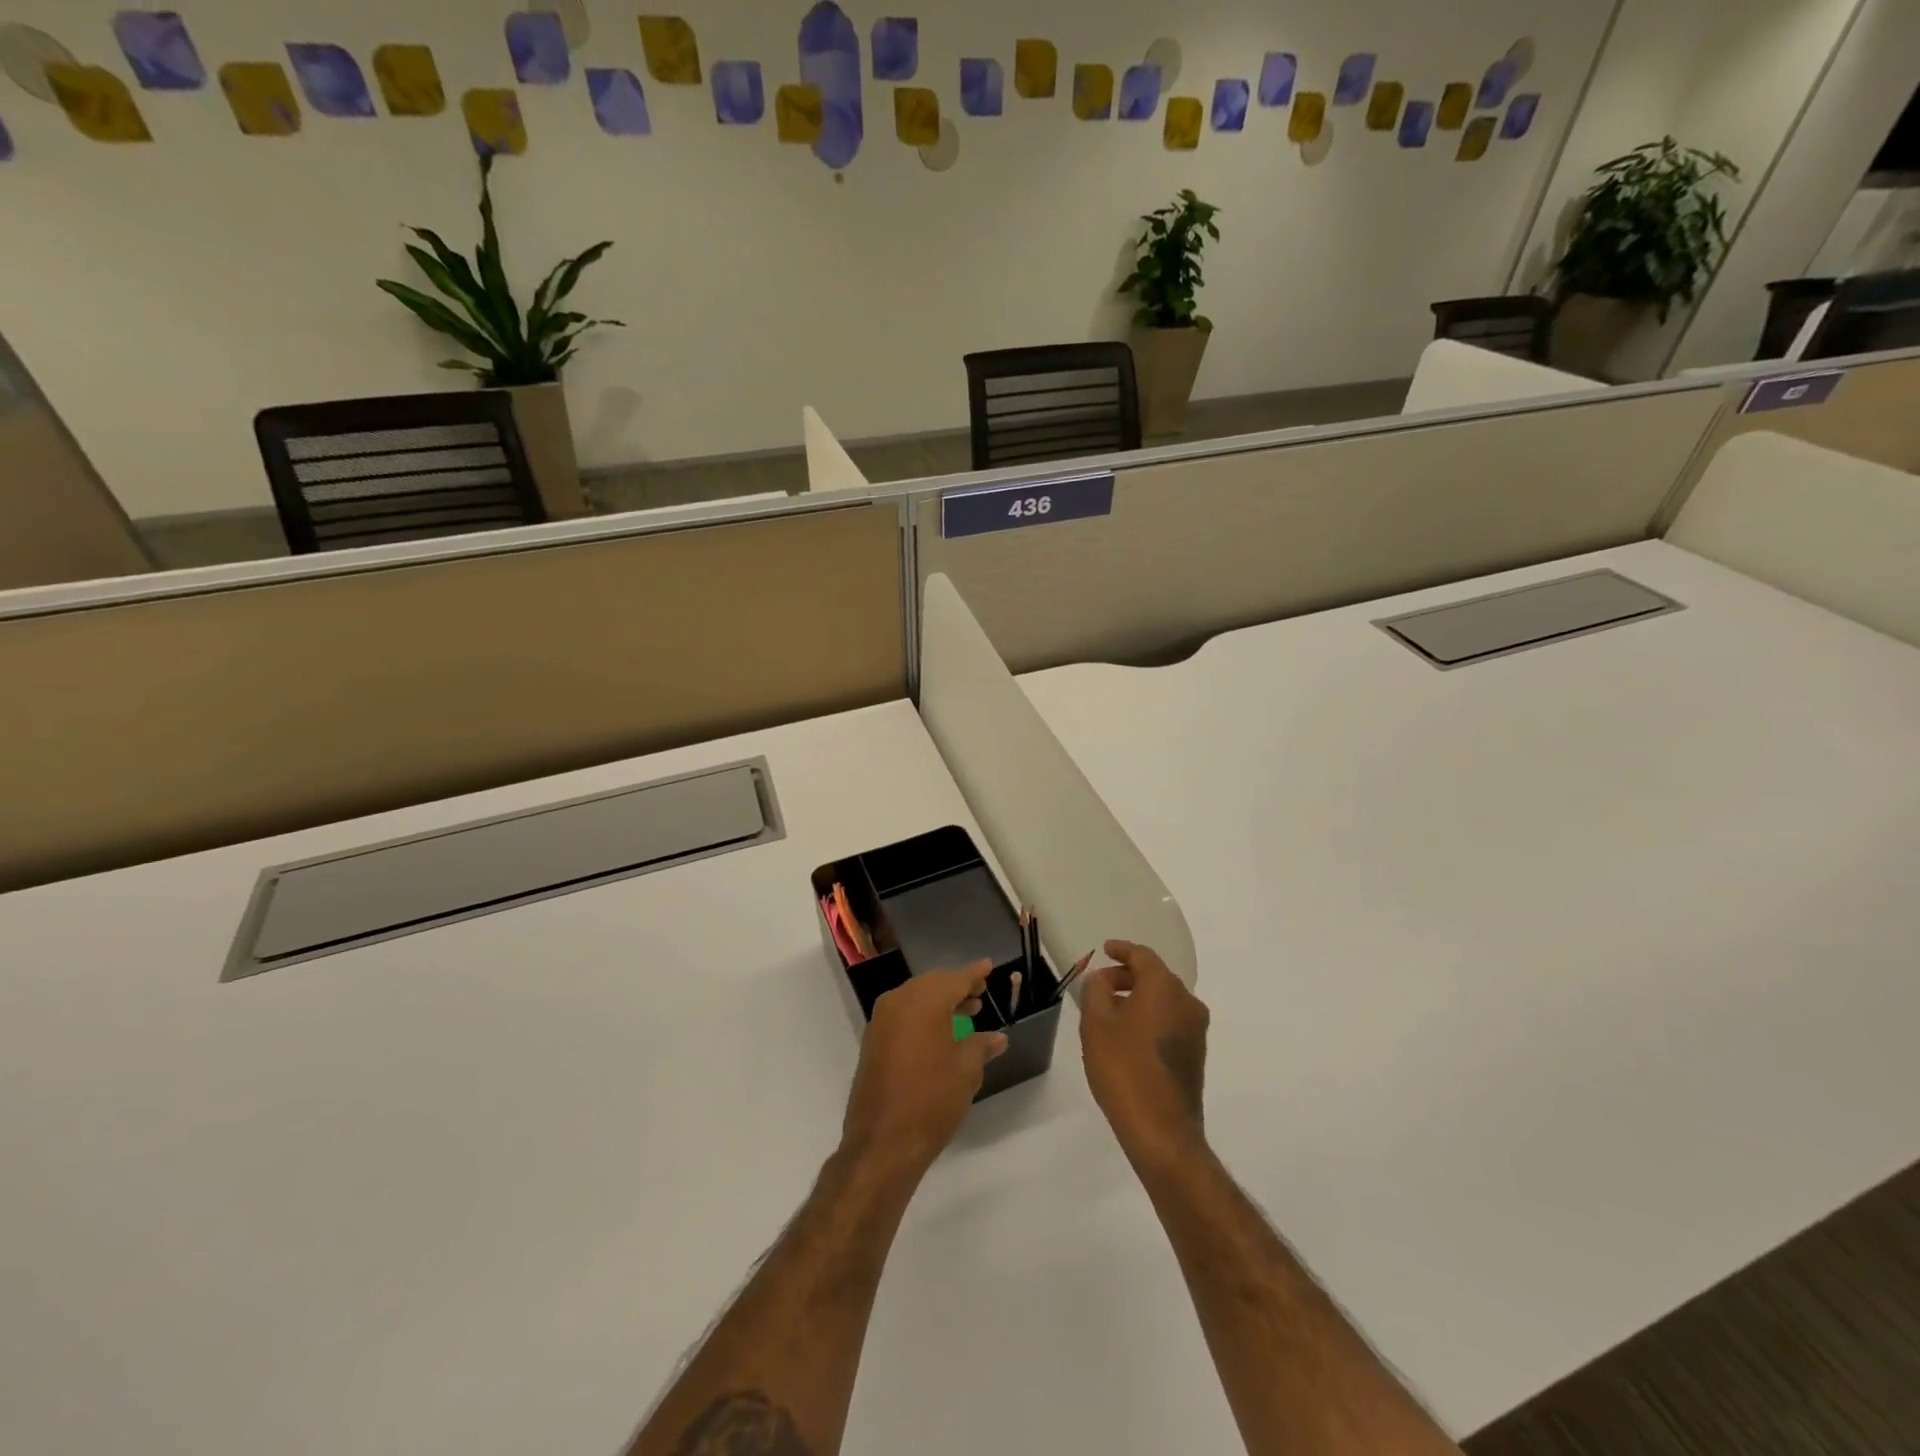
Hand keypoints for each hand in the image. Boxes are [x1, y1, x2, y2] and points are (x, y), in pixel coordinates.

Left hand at [842, 962, 1007, 1177]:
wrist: (882, 1144)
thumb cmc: (931, 1101)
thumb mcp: (965, 1071)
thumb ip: (981, 1046)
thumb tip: (997, 1038)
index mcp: (923, 1001)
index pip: (955, 978)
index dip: (974, 973)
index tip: (989, 965)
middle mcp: (898, 1002)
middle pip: (933, 984)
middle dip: (957, 986)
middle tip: (980, 991)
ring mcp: (881, 1022)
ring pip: (916, 998)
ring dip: (940, 1001)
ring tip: (968, 1010)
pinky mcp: (873, 1042)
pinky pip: (903, 1015)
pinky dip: (923, 1015)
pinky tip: (941, 1031)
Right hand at [1079, 940, 1210, 1169]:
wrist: (1162, 1130)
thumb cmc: (1124, 1068)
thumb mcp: (1096, 1023)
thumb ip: (1096, 989)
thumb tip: (1102, 978)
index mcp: (1164, 988)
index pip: (1143, 956)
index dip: (1122, 950)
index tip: (1105, 948)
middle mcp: (1187, 1002)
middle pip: (1156, 977)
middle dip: (1127, 976)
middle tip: (1100, 985)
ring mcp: (1196, 1030)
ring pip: (1164, 1000)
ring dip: (1138, 999)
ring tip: (1110, 1012)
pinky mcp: (1196, 1055)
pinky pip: (1170, 1021)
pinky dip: (1150, 1018)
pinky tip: (1128, 1036)